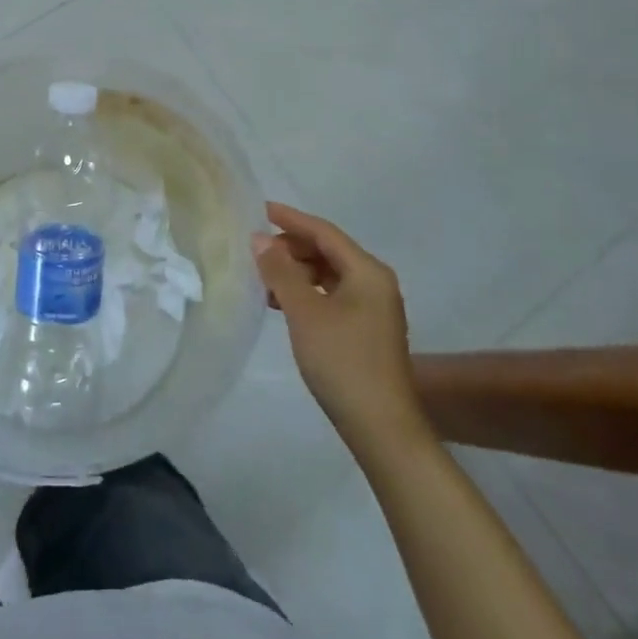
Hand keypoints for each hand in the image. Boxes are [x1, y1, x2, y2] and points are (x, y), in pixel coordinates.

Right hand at [255, 202, 427, 452]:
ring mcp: (373, 308)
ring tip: (263, 277)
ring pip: (328, 275)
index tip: (260, 210)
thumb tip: (259, 240)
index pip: (324, 232)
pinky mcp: (366, 331)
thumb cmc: (343, 361)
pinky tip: (282, 303)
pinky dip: (307, 293)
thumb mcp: (305, 312)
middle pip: (328, 251)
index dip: (291, 219)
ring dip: (296, 272)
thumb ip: (281, 272)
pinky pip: (332, 296)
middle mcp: (375, 283)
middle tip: (255, 250)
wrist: (381, 428)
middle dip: (291, 247)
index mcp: (367, 271)